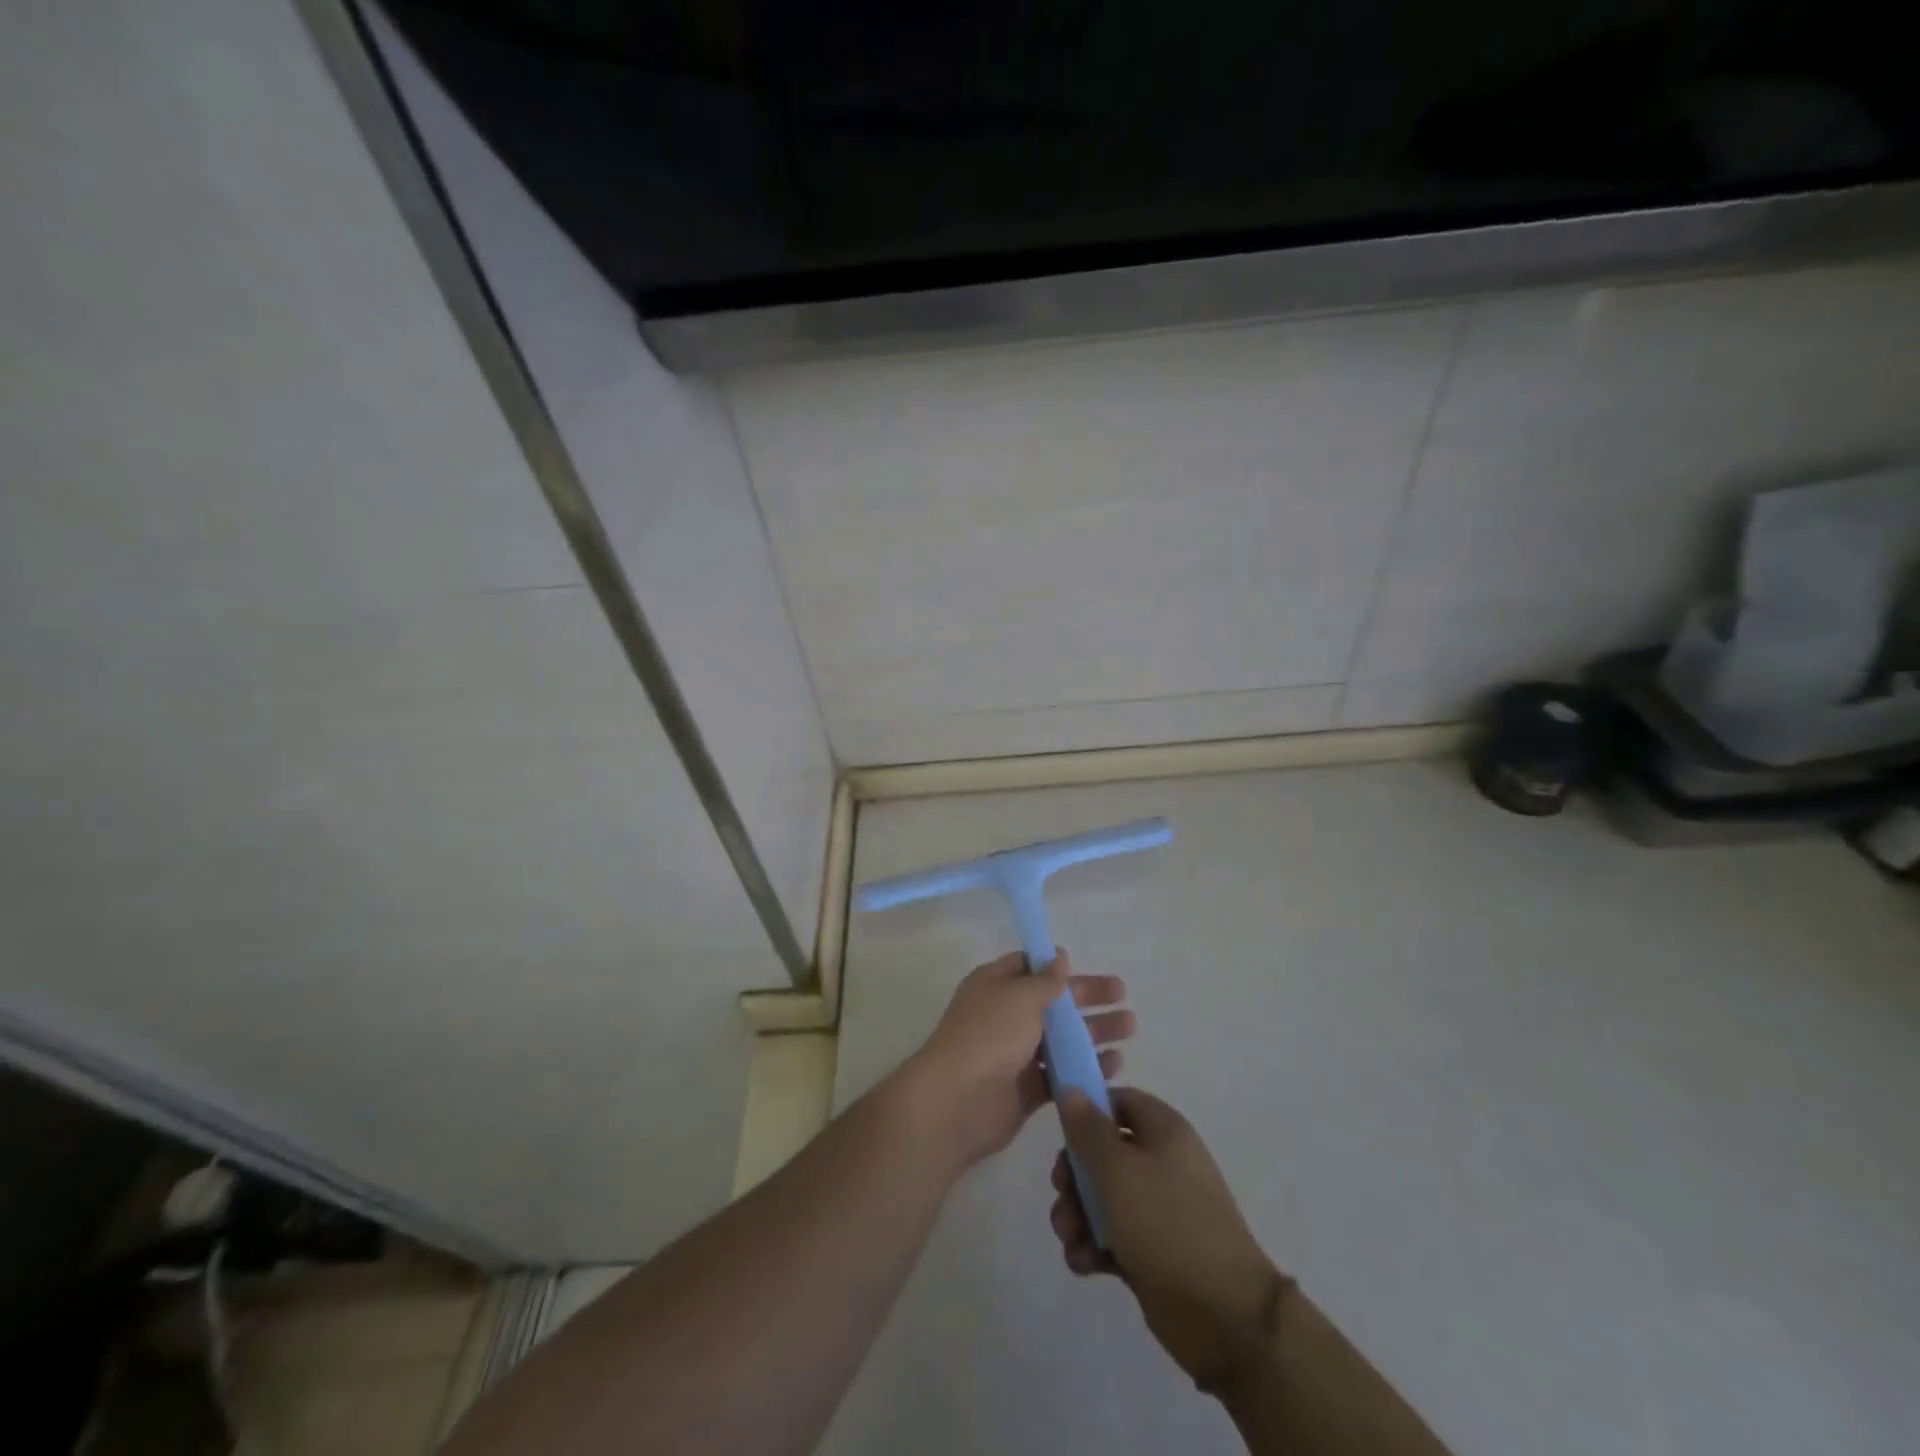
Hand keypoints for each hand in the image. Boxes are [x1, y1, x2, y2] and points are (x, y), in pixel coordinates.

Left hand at [903, 950, 1132, 1171]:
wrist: (957, 1102)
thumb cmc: (989, 1035)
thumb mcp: (1020, 996)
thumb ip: (1045, 980)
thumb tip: (1059, 957)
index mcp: (995, 985)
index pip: (1029, 967)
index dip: (1056, 966)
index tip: (1085, 966)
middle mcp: (1005, 1016)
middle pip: (1052, 1002)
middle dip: (1087, 998)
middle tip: (1123, 997)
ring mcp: (1015, 1054)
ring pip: (1061, 1039)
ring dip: (1093, 1033)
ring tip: (1130, 1029)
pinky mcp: (1027, 1089)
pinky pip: (1062, 1074)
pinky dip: (1086, 1068)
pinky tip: (1115, 1065)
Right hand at [1051, 1087, 1284, 1394]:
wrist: (1223, 1314)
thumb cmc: (1166, 1224)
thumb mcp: (1117, 1169)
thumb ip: (1088, 1129)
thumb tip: (1072, 1089)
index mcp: (1164, 1130)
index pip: (1118, 1101)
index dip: (1087, 1111)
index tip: (1062, 1134)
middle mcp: (1163, 1162)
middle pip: (1104, 1152)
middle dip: (1074, 1175)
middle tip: (1061, 1195)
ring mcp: (1159, 1209)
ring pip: (1104, 1196)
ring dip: (1078, 1215)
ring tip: (1069, 1239)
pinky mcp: (1153, 1250)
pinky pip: (1114, 1235)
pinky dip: (1094, 1246)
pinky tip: (1083, 1264)